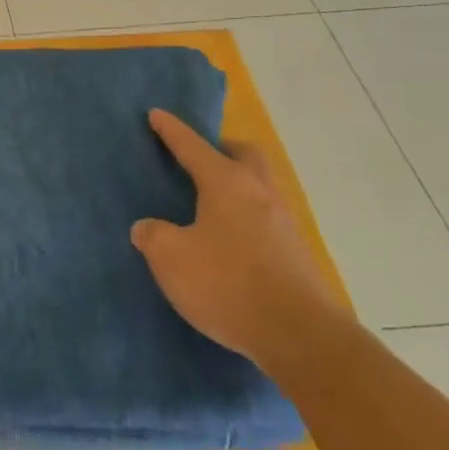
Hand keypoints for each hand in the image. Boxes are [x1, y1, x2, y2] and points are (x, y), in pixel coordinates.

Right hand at [132, 109, 344, 368]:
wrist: (299, 335)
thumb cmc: (227, 284)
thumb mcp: (170, 258)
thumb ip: (153, 235)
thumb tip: (149, 227)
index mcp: (226, 183)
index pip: (192, 146)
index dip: (171, 130)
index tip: (157, 114)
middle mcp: (259, 192)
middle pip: (244, 155)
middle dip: (221, 150)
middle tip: (197, 159)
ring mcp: (283, 222)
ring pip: (259, 186)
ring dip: (236, 184)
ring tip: (208, 203)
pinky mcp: (295, 252)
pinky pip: (265, 217)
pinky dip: (244, 216)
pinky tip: (227, 240)